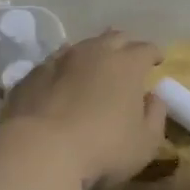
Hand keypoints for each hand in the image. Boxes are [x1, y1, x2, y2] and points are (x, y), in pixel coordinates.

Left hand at [1, 29, 167, 189]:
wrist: (39, 151)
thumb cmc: (103, 148)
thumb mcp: (145, 143)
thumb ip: (155, 116)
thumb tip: (154, 98)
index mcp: (127, 64)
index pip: (146, 49)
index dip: (154, 54)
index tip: (157, 61)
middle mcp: (94, 52)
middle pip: (115, 38)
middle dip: (125, 46)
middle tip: (128, 59)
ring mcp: (60, 59)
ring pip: (82, 46)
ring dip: (93, 54)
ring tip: (94, 68)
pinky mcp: (33, 74)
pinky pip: (55, 63)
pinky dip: (64, 69)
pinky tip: (62, 82)